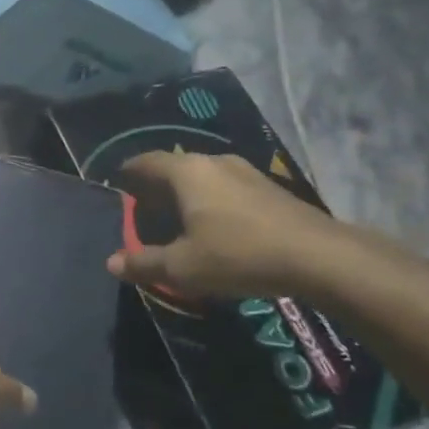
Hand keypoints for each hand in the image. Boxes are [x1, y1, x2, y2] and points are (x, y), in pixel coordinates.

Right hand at [109, 150, 347, 301]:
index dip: (126, 174)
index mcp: (185, 172)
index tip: (116, 188)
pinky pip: (225, 186)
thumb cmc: (238, 254)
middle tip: (144, 212)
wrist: (317, 256)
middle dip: (155, 187)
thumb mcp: (183, 267)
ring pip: (201, 176)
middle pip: (172, 167)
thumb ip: (144, 263)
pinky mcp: (268, 187)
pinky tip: (216, 226)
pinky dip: (210, 200)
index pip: (144, 162)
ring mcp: (244, 171)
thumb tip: (111, 262)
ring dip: (185, 194)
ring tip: (178, 221)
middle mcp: (212, 161)